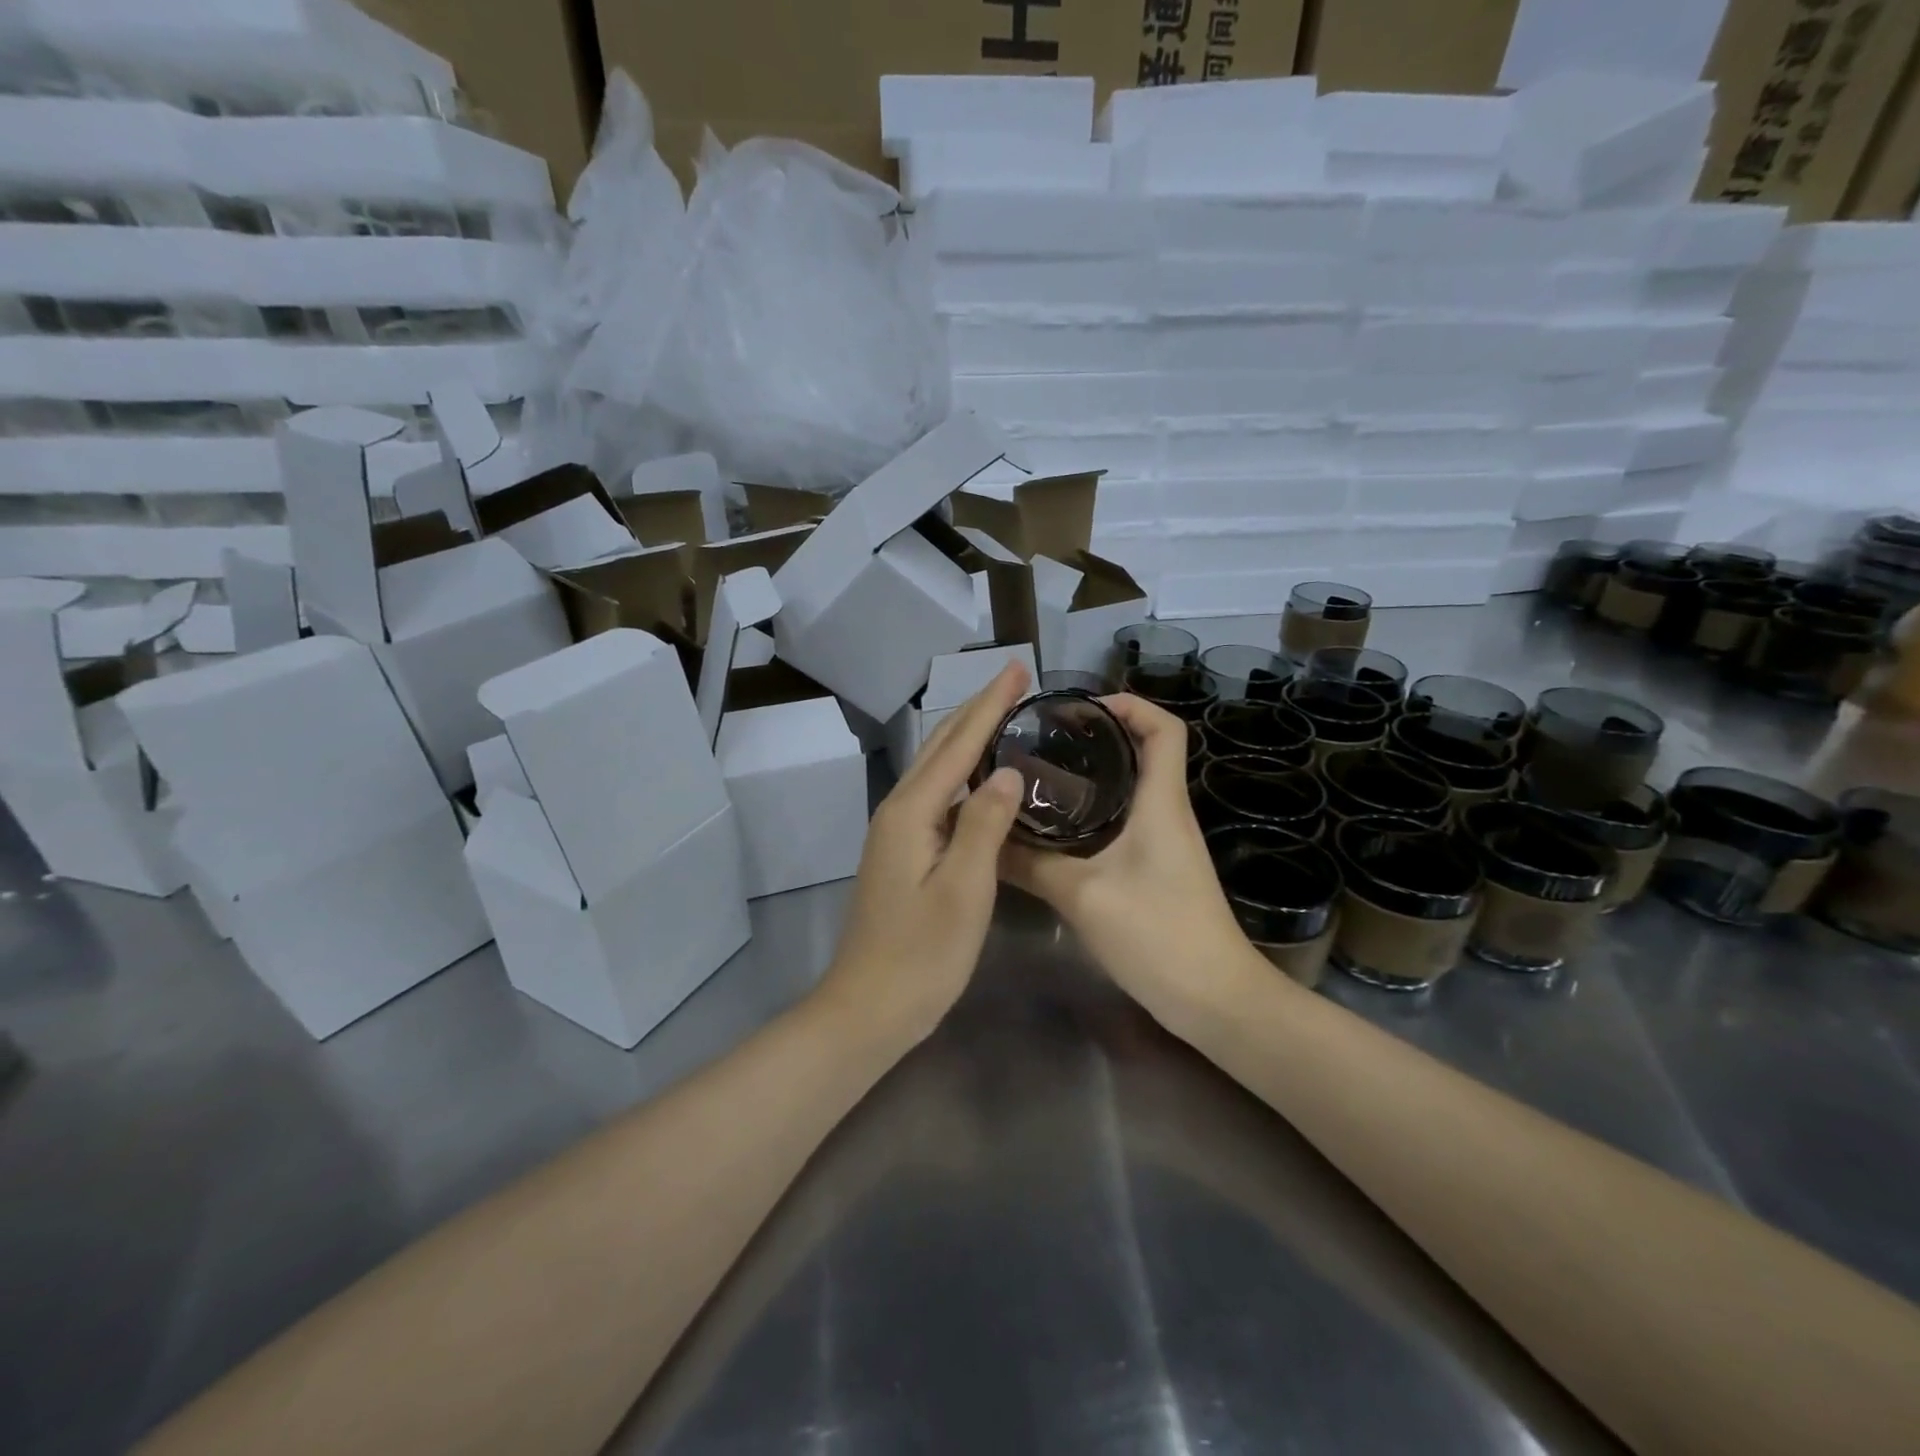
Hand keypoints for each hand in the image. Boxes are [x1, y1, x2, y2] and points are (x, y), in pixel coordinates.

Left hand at [814, 662, 1029, 1043]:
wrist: (868, 1008)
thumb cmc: (921, 955)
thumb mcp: (964, 890)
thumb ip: (985, 825)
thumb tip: (1008, 771)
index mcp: (911, 812)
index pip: (958, 743)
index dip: (990, 704)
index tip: (1019, 669)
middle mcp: (898, 810)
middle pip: (941, 746)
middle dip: (978, 709)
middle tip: (1016, 680)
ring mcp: (897, 832)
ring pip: (937, 769)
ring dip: (969, 736)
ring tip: (1005, 715)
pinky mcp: (903, 853)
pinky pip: (938, 796)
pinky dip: (963, 774)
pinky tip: (984, 779)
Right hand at [1000, 695, 1259, 1027]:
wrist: (1215, 1000)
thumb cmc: (1159, 935)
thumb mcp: (1083, 896)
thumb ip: (1031, 864)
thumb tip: (984, 839)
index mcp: (1161, 803)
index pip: (1165, 729)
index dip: (1130, 704)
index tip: (1082, 707)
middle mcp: (1168, 813)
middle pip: (1145, 752)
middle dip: (1100, 736)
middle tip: (1045, 740)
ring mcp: (1166, 844)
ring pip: (1133, 789)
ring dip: (1096, 775)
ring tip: (1041, 775)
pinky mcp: (1158, 870)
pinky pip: (1128, 822)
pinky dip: (1097, 812)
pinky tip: (1060, 829)